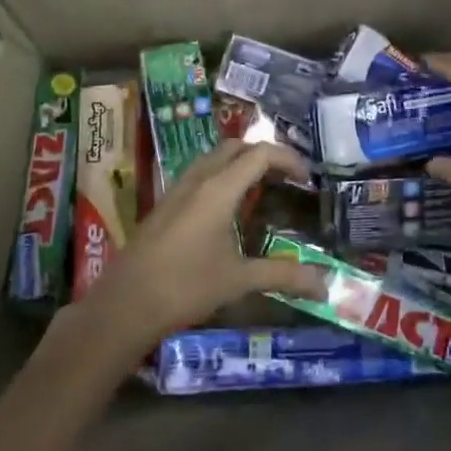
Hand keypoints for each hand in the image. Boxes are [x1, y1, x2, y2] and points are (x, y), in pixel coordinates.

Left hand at [72, 140, 326, 360]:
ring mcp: (177, 189)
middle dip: (264, 155)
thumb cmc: (185, 287)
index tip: (307, 178)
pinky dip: (221, 175)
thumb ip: (282, 276)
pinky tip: (228, 208)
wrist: (125, 303)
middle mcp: (198, 180)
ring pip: (214, 158)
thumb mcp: (238, 281)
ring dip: (240, 162)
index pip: (260, 154)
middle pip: (236, 147)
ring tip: (261, 187)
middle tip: (286, 178)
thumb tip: (324, 285)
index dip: (288, 159)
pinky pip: (199, 173)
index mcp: (219, 189)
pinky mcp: (165, 203)